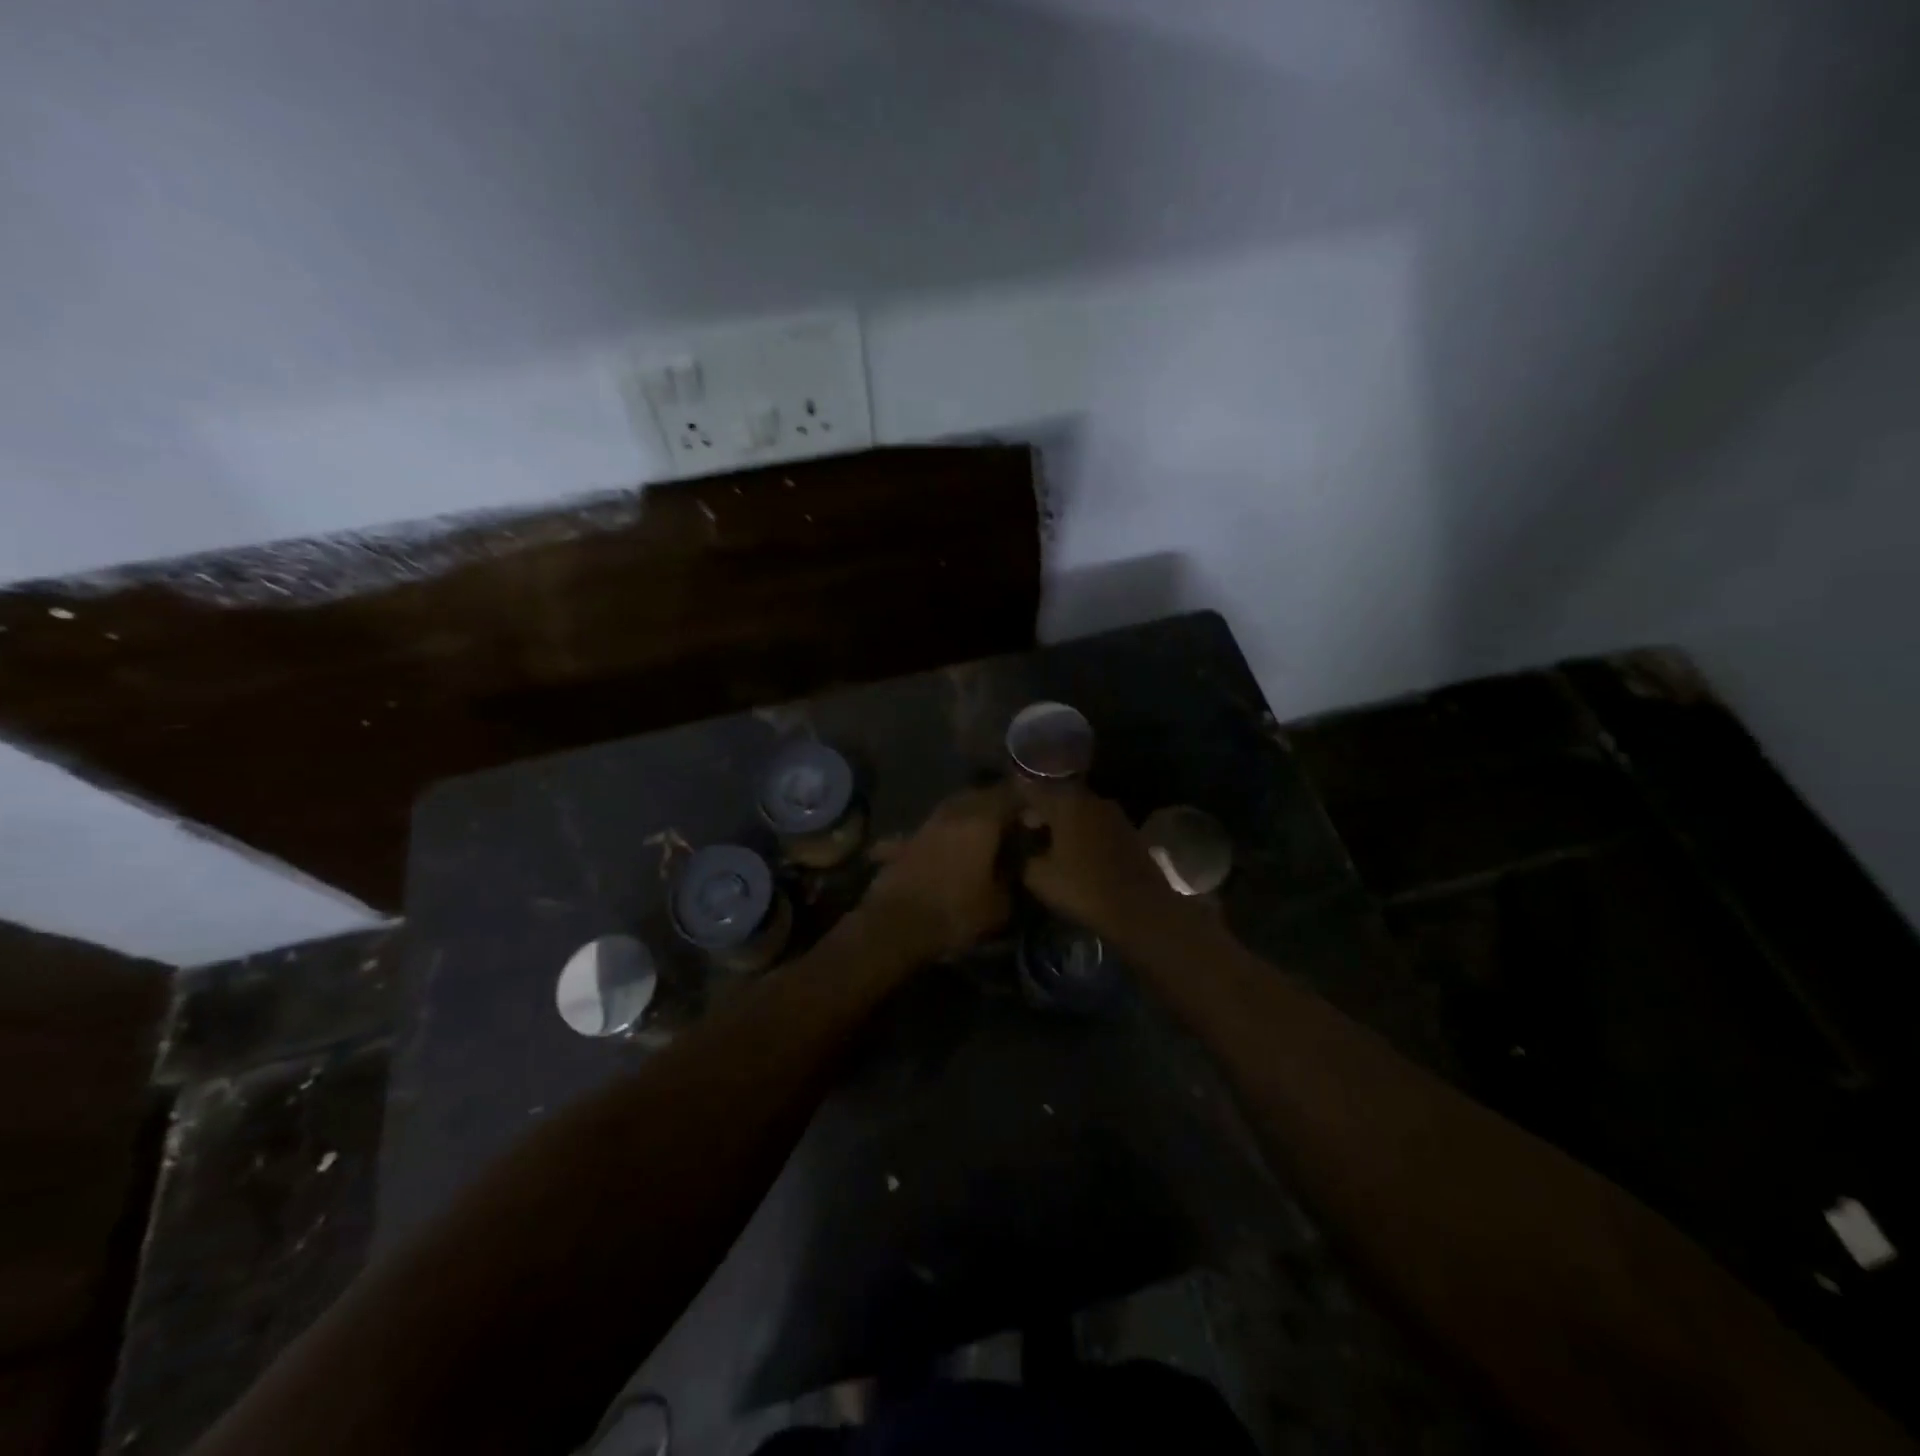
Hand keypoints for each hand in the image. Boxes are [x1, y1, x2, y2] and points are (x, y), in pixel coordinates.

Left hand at [863, 784, 1018, 959]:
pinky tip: (945, 847)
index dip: (1026, 803)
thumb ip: (1013, 878)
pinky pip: (933, 828)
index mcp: (982, 821)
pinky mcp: (906, 840)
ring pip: (954, 808)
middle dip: (997, 805)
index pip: (1011, 795)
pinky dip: (943, 834)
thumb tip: (1018, 864)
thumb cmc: (954, 913)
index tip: (1036, 816)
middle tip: (1011, 823)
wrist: (895, 925)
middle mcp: (954, 813)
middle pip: (980, 796)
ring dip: (969, 816)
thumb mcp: (999, 905)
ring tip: (981, 836)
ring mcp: (926, 824)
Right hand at [1012, 784, 1191, 950]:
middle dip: (1040, 811)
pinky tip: (1075, 853)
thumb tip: (1020, 846)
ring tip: (1049, 844)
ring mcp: (1113, 813)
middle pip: (1056, 797)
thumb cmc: (1083, 888)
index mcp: (1065, 801)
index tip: (1004, 817)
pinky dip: (1082, 833)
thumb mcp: (1037, 877)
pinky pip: (1095, 824)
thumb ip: (1022, 855)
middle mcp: (1090, 798)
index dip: (1014, 803)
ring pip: (1078, 810)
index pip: (1030, 790)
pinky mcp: (1128, 830)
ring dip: (1063, 822)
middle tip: (1025, 831)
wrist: (1140, 909)